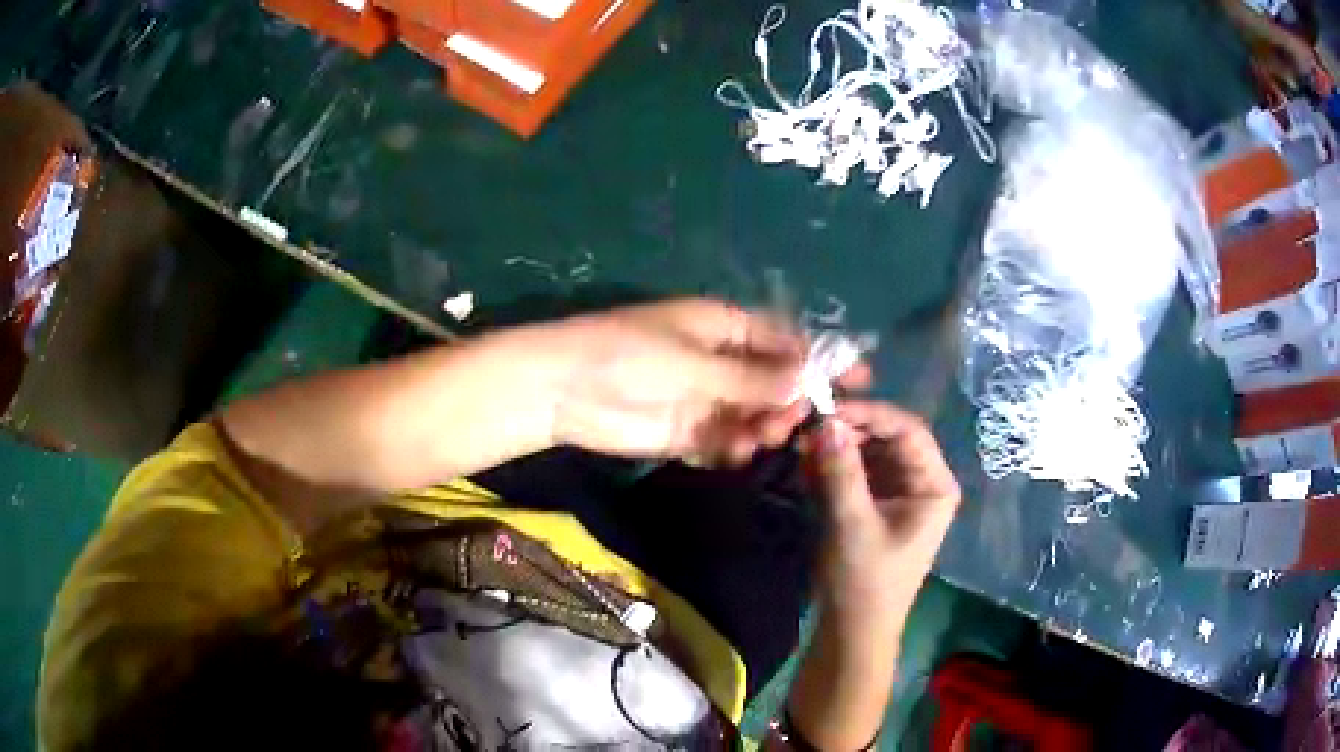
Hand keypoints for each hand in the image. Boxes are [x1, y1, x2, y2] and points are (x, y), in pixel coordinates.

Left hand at [547, 298, 834, 463]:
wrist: (566, 389)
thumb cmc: (631, 356)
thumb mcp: (696, 361)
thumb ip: (752, 377)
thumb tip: (808, 380)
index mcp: (724, 327)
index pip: (784, 339)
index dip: (820, 358)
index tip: (858, 380)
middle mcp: (720, 363)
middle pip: (774, 382)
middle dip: (789, 400)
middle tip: (793, 418)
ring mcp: (704, 400)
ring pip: (753, 416)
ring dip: (763, 427)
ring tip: (757, 435)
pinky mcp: (686, 433)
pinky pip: (725, 442)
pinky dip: (733, 448)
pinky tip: (731, 451)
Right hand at [804, 401, 961, 620]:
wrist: (852, 632)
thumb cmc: (863, 582)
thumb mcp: (852, 524)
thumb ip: (841, 471)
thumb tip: (826, 421)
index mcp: (934, 486)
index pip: (908, 431)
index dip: (871, 414)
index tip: (829, 409)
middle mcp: (921, 483)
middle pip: (888, 439)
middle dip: (850, 431)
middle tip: (808, 427)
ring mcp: (898, 494)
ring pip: (869, 454)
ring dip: (838, 448)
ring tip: (802, 446)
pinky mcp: (875, 506)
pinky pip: (857, 473)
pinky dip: (833, 467)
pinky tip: (806, 465)